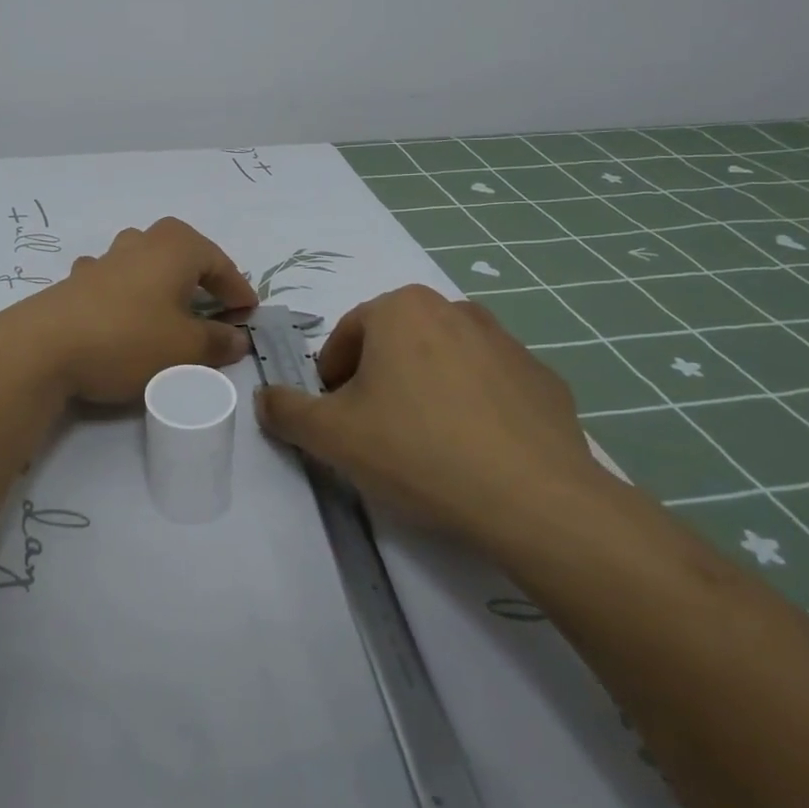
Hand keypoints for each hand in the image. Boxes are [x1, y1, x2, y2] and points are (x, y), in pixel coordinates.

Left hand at [14, 218, 257, 404]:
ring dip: (161, 280)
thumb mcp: (185, 349)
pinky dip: (127, 293)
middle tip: (214, 304)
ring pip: (144, 260)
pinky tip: (123, 312)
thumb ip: (217, 342)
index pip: (219, 263)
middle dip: (200, 276)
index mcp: (175, 247)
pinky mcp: (76, 282)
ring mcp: (104, 259)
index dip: (237, 290)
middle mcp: (141, 243)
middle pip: (181, 251)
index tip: (248, 314)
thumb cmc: (129, 339)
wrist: (45, 347)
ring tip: (170, 307)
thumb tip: (237, 339)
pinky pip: (114, 279)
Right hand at [253, 285, 607, 542]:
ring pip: (444, 360)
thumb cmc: (417, 451)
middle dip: (378, 380)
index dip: (332, 378)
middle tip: (375, 430)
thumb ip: (286, 410)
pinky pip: (491, 385)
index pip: (347, 335)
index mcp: (401, 308)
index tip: (336, 418)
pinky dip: (475, 407)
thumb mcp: (330, 436)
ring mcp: (507, 341)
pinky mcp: (544, 378)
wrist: (534, 499)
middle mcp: (454, 309)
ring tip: (426, 443)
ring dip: (426, 389)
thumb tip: (265, 398)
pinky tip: (475, 452)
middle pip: (396, 342)